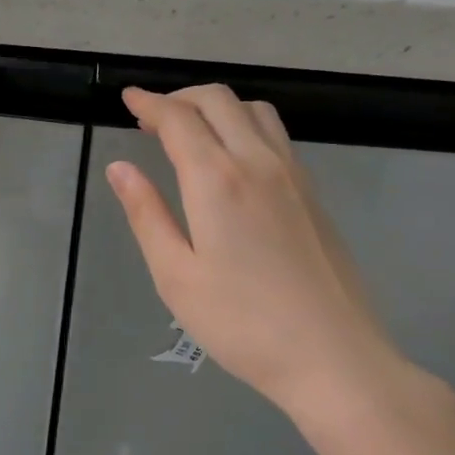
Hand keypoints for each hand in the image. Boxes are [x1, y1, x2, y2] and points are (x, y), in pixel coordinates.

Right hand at [105, 85, 436, 444]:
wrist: (334, 357)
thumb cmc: (242, 323)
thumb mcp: (175, 275)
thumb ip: (146, 214)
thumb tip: (120, 168)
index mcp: (218, 180)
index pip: (178, 119)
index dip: (149, 103)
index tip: (127, 98)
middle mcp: (259, 162)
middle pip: (219, 101)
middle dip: (180, 97)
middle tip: (150, 117)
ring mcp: (294, 176)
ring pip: (254, 111)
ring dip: (216, 107)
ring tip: (190, 132)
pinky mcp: (314, 194)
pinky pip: (275, 136)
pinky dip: (244, 125)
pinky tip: (232, 159)